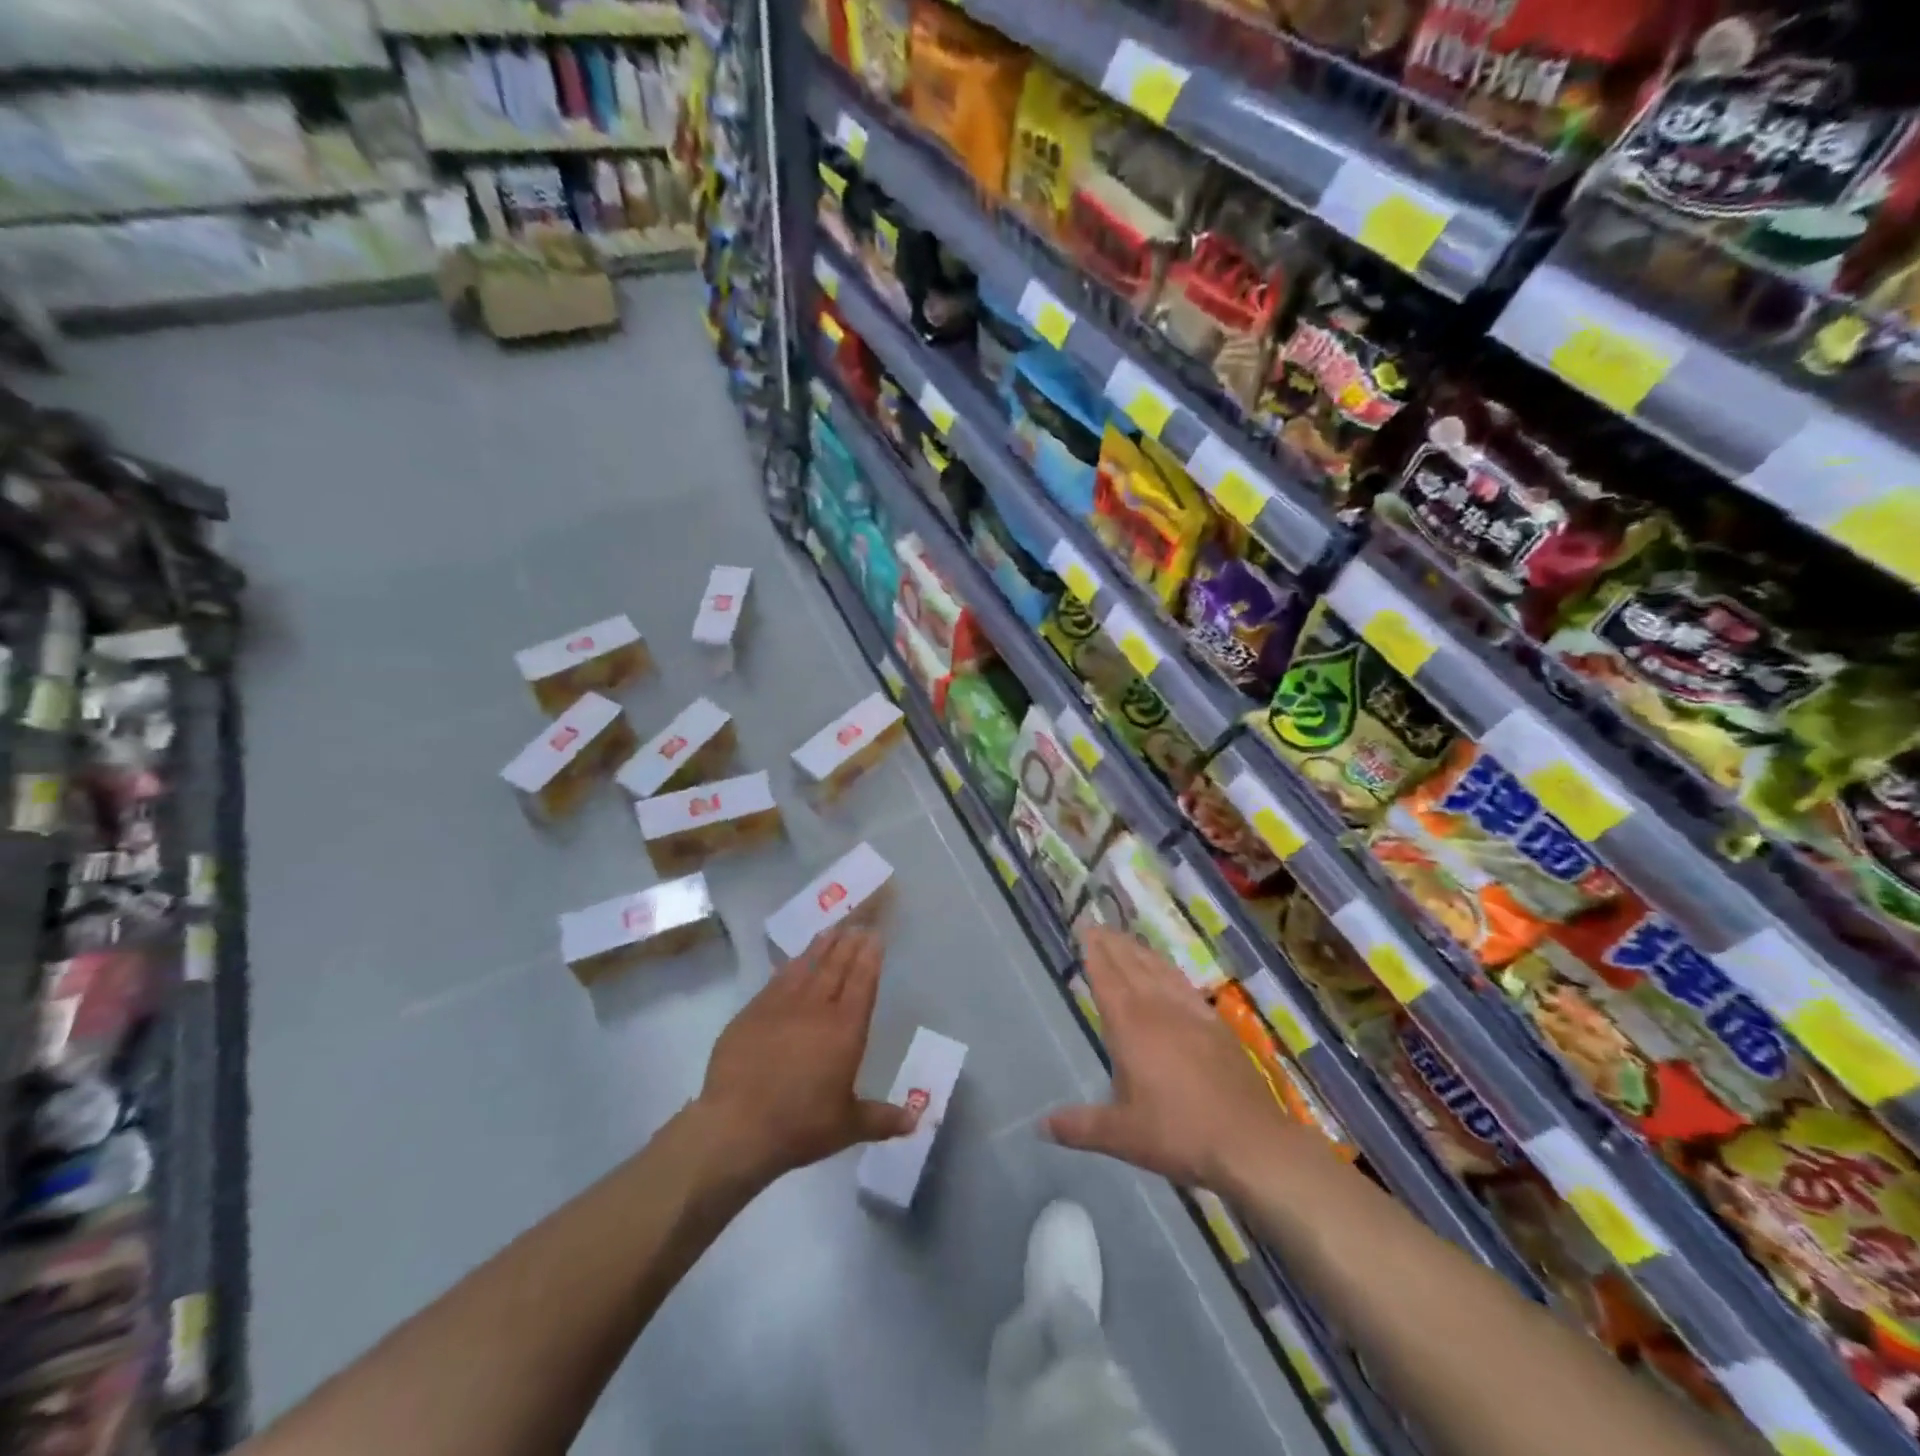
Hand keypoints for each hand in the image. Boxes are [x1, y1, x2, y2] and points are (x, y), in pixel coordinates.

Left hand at [695, 927, 916, 1187]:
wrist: (736, 1127)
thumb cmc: (800, 1126)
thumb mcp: (848, 1126)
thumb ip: (882, 1119)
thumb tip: (916, 1122)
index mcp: (845, 1030)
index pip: (862, 982)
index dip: (870, 956)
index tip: (875, 935)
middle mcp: (816, 1008)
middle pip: (836, 966)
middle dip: (849, 942)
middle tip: (858, 923)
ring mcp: (781, 1006)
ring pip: (807, 965)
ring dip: (822, 946)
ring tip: (832, 929)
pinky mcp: (752, 1012)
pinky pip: (777, 979)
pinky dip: (791, 965)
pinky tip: (794, 960)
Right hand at [1045, 928, 1299, 1188]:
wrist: (1250, 1141)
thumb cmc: (1178, 1134)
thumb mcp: (1122, 1135)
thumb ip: (1080, 1127)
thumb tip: (1041, 1126)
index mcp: (1130, 1027)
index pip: (1106, 978)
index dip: (1094, 952)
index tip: (1085, 926)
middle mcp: (1158, 1009)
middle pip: (1131, 965)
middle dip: (1113, 944)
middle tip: (1098, 924)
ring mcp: (1190, 1014)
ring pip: (1159, 970)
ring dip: (1139, 951)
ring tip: (1126, 939)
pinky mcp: (1216, 1024)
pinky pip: (1184, 984)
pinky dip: (1169, 969)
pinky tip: (1169, 971)